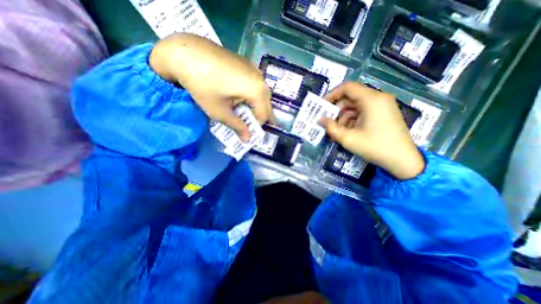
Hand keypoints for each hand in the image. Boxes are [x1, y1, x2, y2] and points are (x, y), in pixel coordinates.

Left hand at [148, 33, 272, 141]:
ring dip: (253, 106)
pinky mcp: (247, 65)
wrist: (185, 51)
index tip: (244, 132)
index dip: (254, 127)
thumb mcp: (219, 111)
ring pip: (260, 96)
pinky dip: (249, 95)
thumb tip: (248, 140)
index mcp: (258, 91)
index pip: (264, 116)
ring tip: (238, 109)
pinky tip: (236, 95)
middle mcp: (261, 80)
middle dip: (256, 117)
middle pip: (265, 106)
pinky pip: (254, 86)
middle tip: (243, 123)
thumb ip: (237, 126)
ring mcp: (255, 70)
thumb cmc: (202, 85)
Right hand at [317, 82, 424, 178]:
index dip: (332, 94)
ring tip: (335, 132)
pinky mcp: (382, 114)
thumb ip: (331, 127)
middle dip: (336, 110)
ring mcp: (381, 106)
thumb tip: (320, 120)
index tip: (322, 106)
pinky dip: (352, 121)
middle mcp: (377, 98)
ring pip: (355, 107)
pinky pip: (362, 113)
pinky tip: (345, 133)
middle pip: (350, 97)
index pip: (347, 87)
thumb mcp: (348, 138)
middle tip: (326, 122)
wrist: (402, 160)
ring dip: (343, 118)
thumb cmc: (374, 147)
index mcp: (371, 99)